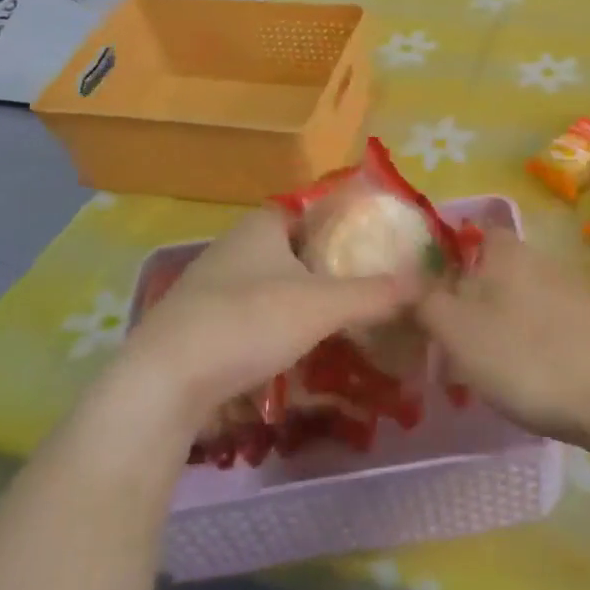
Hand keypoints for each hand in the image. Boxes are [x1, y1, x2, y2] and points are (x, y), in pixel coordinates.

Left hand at [96, 208, 412, 437]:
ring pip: (273, 283)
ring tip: (344, 319)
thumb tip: (426, 282)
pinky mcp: (200, 324)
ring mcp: (212, 286)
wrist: (164, 382)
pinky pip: (253, 314)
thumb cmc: (248, 321)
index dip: (345, 219)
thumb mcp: (322, 305)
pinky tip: (299, 349)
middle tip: (370, 284)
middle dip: (329, 264)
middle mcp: (234, 246)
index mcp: (262, 225)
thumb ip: (375, 293)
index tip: (377, 240)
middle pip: (294, 247)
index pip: (311, 207)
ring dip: (304, 297)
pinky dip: (279, 324)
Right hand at [416, 229, 589, 445]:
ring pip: (523, 300)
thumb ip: (425, 302)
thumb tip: (406, 281)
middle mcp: (542, 260)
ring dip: (502, 324)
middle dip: (473, 298)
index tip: (431, 290)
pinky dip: (535, 344)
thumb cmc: (527, 357)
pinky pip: (551, 326)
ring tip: (487, 367)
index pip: (474, 231)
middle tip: (451, 339)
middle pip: (497, 269)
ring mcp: (575, 292)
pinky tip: (532, 378)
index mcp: (506, 252)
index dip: (450, 254)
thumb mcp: (457, 331)